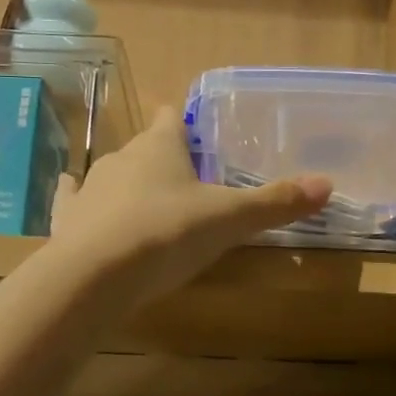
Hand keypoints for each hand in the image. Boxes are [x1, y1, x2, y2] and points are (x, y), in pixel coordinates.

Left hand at [48, 107, 332, 303]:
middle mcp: (122, 159)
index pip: (172, 120)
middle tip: (184, 178)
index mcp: (161, 148)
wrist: (95, 275)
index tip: (190, 126)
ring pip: (112, 175)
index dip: (182, 121)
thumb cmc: (168, 233)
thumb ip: (276, 203)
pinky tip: (72, 195)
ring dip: (128, 182)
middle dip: (162, 158)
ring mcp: (90, 188)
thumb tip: (328, 184)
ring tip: (145, 198)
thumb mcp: (230, 220)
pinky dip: (77, 199)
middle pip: (145, 149)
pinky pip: (72, 200)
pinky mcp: (67, 220)